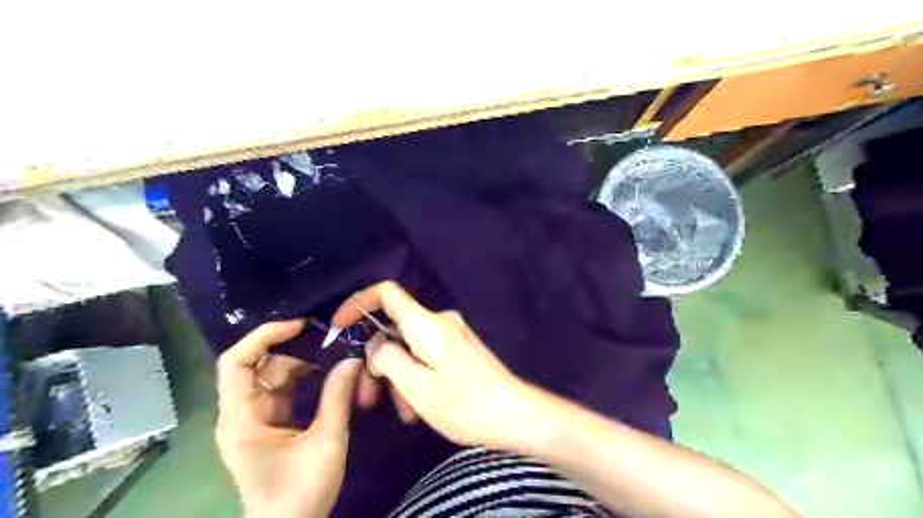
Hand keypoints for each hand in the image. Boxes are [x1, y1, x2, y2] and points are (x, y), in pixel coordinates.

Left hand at [215, 319, 361, 516]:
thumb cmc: (301, 493)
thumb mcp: (326, 442)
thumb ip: (338, 397)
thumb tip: (352, 359)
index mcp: (241, 418)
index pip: (236, 362)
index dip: (264, 337)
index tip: (299, 326)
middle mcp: (240, 413)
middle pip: (255, 365)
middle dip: (290, 348)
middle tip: (326, 338)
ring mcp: (254, 418)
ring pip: (271, 375)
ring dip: (300, 362)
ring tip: (333, 353)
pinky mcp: (268, 424)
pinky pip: (282, 390)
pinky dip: (303, 378)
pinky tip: (327, 373)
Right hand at [330, 282, 546, 451]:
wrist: (514, 414)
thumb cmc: (464, 403)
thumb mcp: (416, 386)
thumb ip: (387, 359)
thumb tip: (375, 344)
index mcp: (426, 323)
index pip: (387, 292)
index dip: (359, 303)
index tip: (341, 326)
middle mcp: (439, 322)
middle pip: (395, 330)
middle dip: (378, 361)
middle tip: (368, 399)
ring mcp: (451, 336)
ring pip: (410, 348)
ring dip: (398, 377)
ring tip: (402, 414)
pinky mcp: (459, 350)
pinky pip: (427, 356)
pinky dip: (416, 377)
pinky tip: (417, 409)